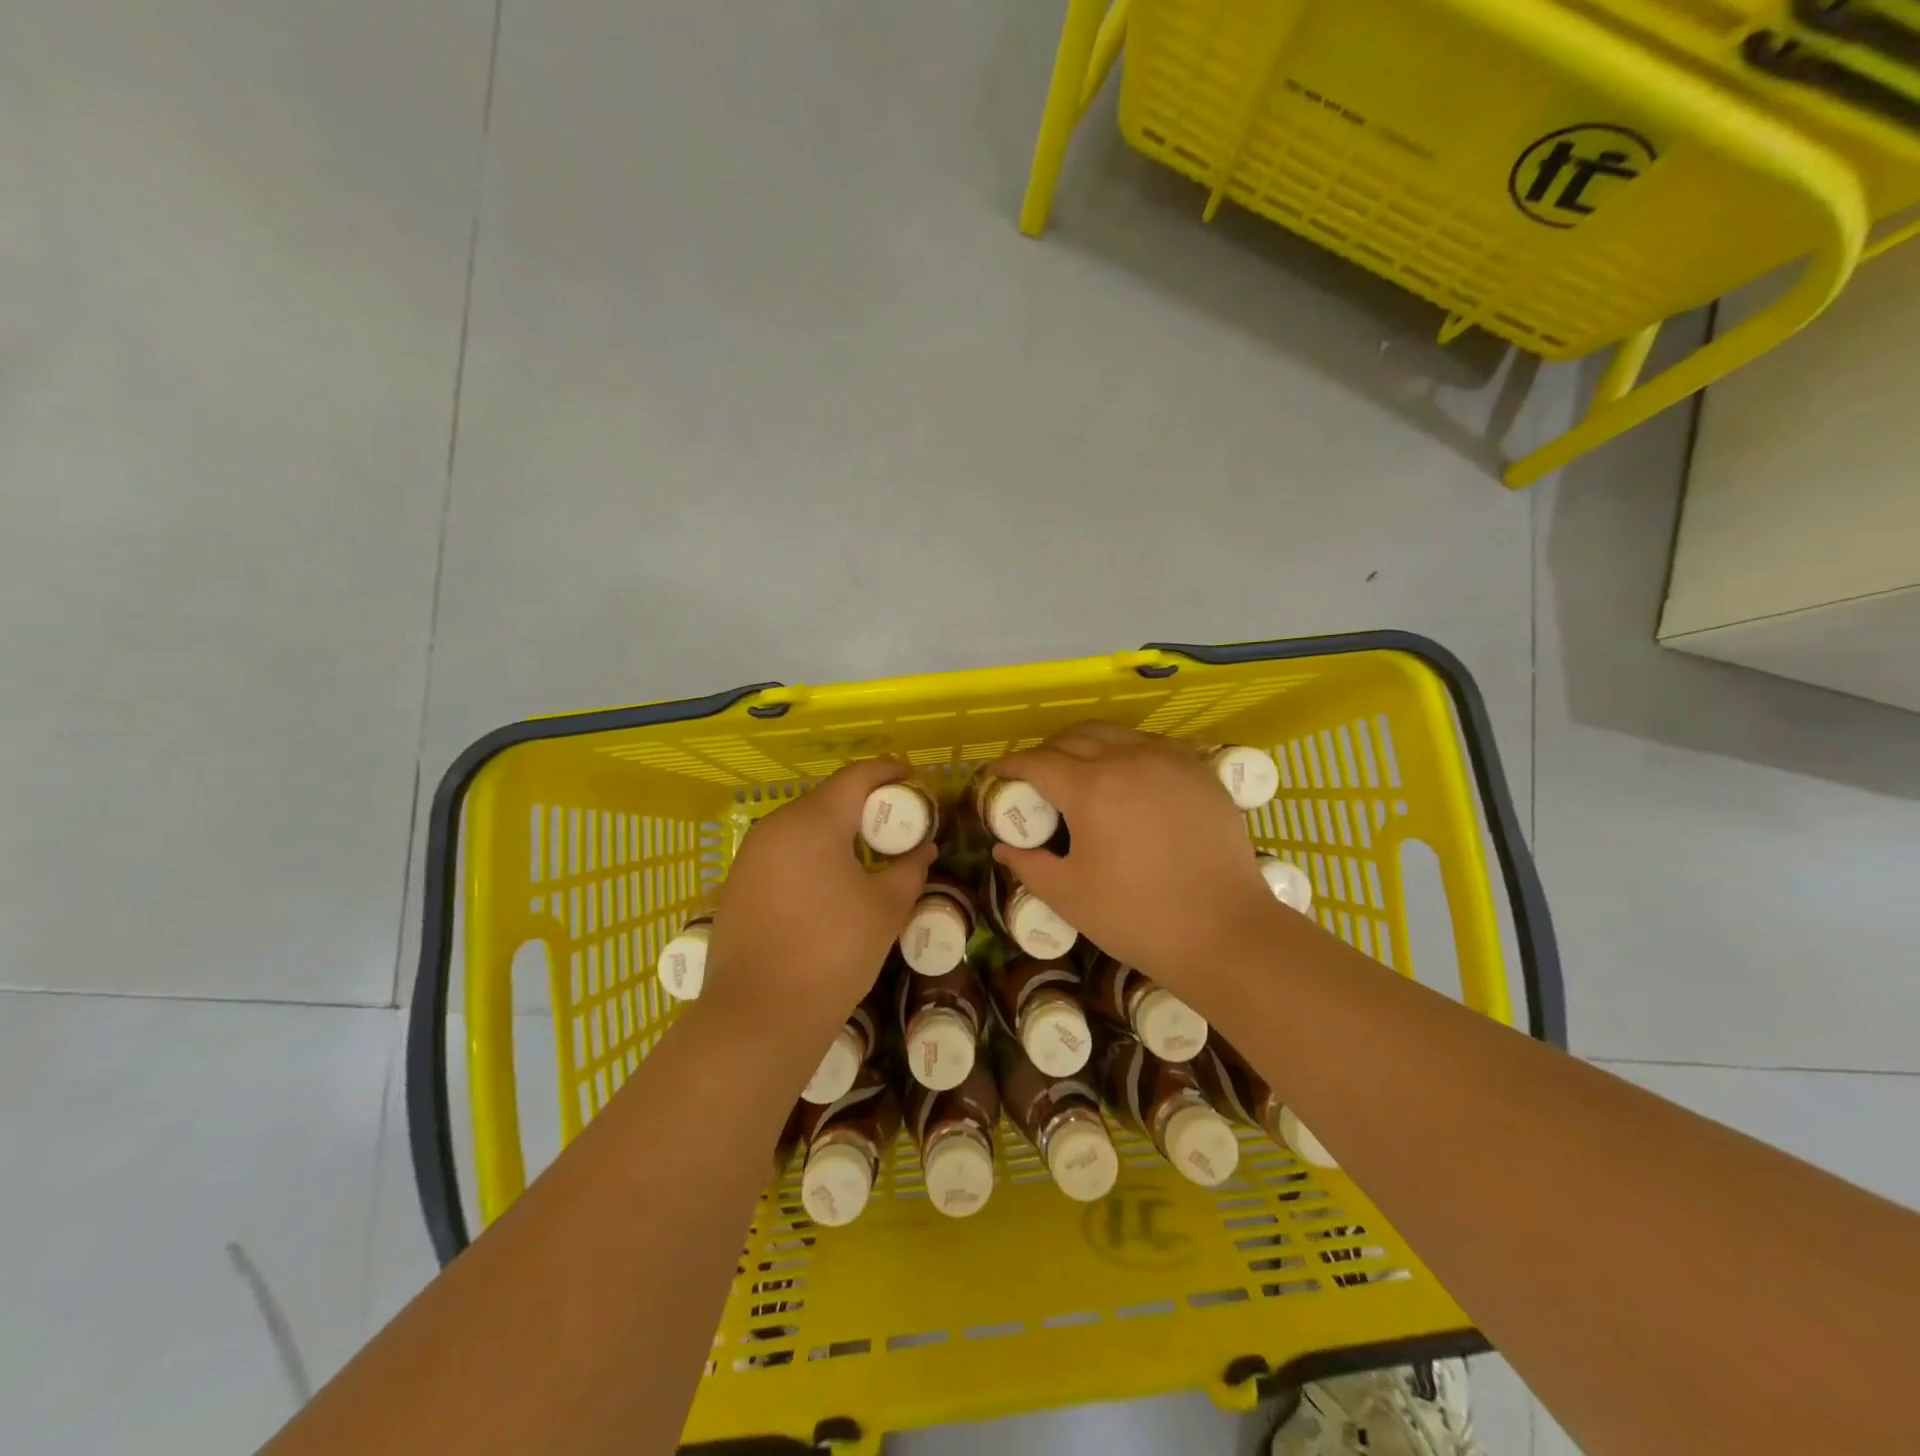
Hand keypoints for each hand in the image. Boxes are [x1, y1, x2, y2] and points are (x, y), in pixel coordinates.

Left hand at [700, 759, 933, 1043]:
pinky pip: (783, 852)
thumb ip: (910, 869)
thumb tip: (924, 850)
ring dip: (837, 831)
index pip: (857, 776)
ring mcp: (750, 855)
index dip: (890, 773)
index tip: (917, 783)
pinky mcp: (737, 884)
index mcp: (813, 821)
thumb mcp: (886, 909)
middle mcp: (776, 826)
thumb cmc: (833, 952)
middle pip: (828, 798)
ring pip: (803, 826)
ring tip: (867, 854)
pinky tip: (828, 884)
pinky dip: (811, 854)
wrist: (759, 1016)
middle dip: (866, 804)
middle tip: (898, 825)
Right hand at [988, 723, 1279, 1003]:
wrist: (1225, 932)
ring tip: (1078, 771)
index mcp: (1090, 788)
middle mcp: (1128, 759)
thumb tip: (1003, 848)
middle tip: (1035, 777)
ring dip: (1086, 745)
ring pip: (1115, 734)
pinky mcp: (1200, 771)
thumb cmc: (1137, 917)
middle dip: (1046, 752)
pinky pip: (1152, 746)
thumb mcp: (1068, 895)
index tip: (997, 775)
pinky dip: (1127, 751)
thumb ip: (1028, 864)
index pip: (1037, 762)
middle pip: (1074, 738)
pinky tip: (1126, 778)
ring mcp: (1169, 761)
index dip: (1010, 766)